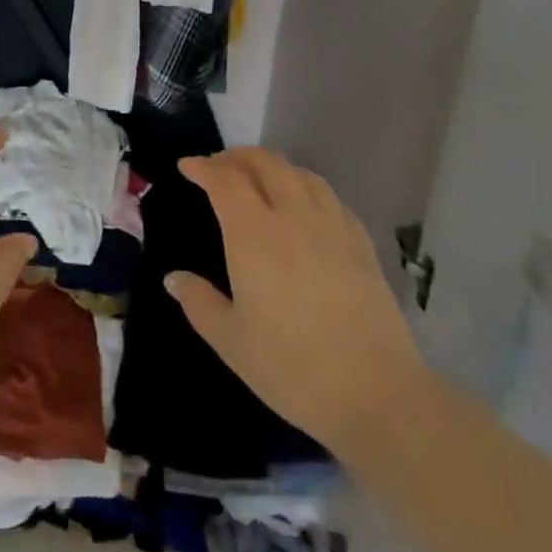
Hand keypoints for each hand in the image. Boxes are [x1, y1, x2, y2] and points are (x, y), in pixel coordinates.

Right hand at [166, 149, 424, 451]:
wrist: (377, 394)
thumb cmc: (291, 366)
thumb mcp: (230, 340)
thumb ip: (198, 302)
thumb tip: (174, 278)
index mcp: (252, 233)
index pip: (224, 179)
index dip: (203, 167)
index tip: (187, 166)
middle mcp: (292, 216)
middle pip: (265, 163)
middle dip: (237, 157)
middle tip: (219, 167)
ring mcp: (332, 227)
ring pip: (301, 174)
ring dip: (273, 167)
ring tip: (260, 179)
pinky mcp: (362, 245)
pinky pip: (330, 198)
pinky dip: (307, 188)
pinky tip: (305, 207)